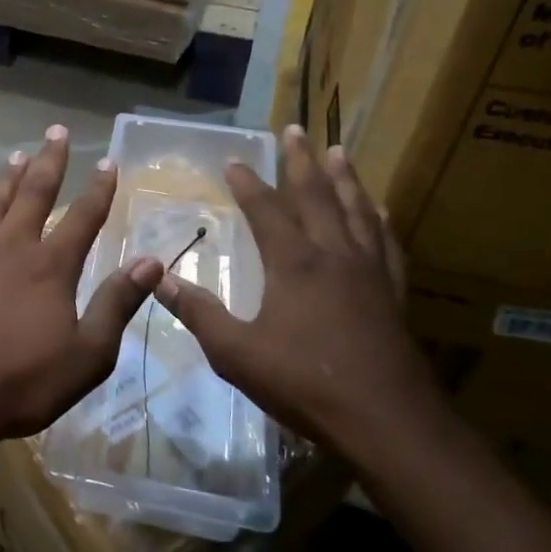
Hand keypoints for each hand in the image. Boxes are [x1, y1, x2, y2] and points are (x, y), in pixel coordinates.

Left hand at [0, 126, 164, 440]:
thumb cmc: (21, 383)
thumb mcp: (87, 356)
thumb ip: (117, 305)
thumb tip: (151, 262)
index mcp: (51, 267)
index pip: (83, 218)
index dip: (99, 190)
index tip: (109, 162)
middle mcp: (12, 248)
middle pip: (34, 195)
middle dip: (49, 162)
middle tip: (57, 132)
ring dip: (7, 178)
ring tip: (18, 154)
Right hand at [154, 127, 435, 449]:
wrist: (387, 422)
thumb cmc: (305, 383)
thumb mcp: (236, 353)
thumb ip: (198, 313)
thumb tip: (157, 279)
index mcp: (295, 263)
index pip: (266, 210)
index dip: (247, 184)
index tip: (233, 162)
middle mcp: (334, 255)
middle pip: (317, 196)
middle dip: (302, 161)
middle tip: (295, 130)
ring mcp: (369, 272)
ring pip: (356, 210)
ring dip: (345, 178)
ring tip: (339, 151)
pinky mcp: (392, 293)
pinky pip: (386, 243)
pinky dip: (379, 220)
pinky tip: (380, 211)